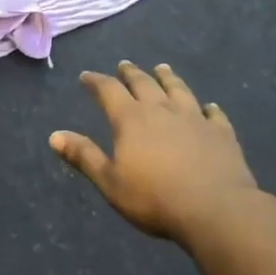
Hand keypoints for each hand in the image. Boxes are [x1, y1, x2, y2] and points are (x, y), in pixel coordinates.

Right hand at [50, 61, 258, 243]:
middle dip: (131, 73)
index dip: (96, 81)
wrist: (215, 210)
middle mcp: (161, 110)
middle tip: (124, 65)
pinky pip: (214, 114)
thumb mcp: (110, 182)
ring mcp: (194, 118)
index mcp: (131, 119)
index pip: (108, 90)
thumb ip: (84, 156)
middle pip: (144, 83)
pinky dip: (209, 108)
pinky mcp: (221, 133)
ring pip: (178, 90)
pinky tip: (210, 106)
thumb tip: (54, 136)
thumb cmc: (155, 198)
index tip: (86, 76)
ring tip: (162, 68)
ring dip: (168, 78)